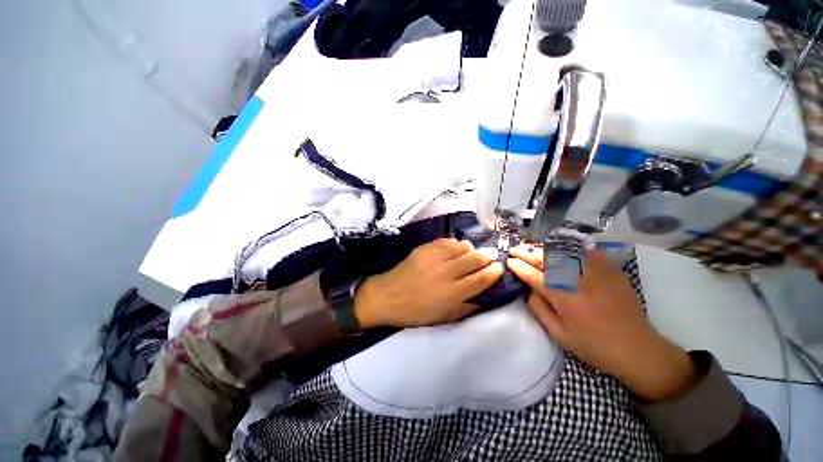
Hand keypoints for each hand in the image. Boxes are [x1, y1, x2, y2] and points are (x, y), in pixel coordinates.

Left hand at [354, 239, 503, 327]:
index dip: (493, 271)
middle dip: (487, 256)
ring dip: (471, 249)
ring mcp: (434, 257)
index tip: (499, 267)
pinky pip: (446, 241)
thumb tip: (483, 299)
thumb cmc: (415, 312)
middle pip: (474, 258)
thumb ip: (466, 308)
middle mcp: (446, 272)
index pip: (481, 278)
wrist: (387, 296)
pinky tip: (455, 248)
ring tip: (472, 252)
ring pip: (462, 246)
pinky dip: (455, 243)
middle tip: (490, 256)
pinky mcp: (424, 249)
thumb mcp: (443, 318)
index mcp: (452, 293)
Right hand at [507, 246, 695, 400]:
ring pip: (565, 252)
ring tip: (533, 248)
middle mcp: (580, 281)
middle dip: (528, 252)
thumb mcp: (559, 335)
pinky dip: (572, 248)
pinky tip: (563, 249)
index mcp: (565, 299)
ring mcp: (598, 273)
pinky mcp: (612, 271)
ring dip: (545, 248)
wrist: (638, 349)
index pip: (535, 276)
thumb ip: (539, 309)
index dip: (519, 266)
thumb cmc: (594, 347)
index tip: (509, 260)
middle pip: (548, 258)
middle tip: (516, 249)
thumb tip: (529, 289)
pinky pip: (588, 252)